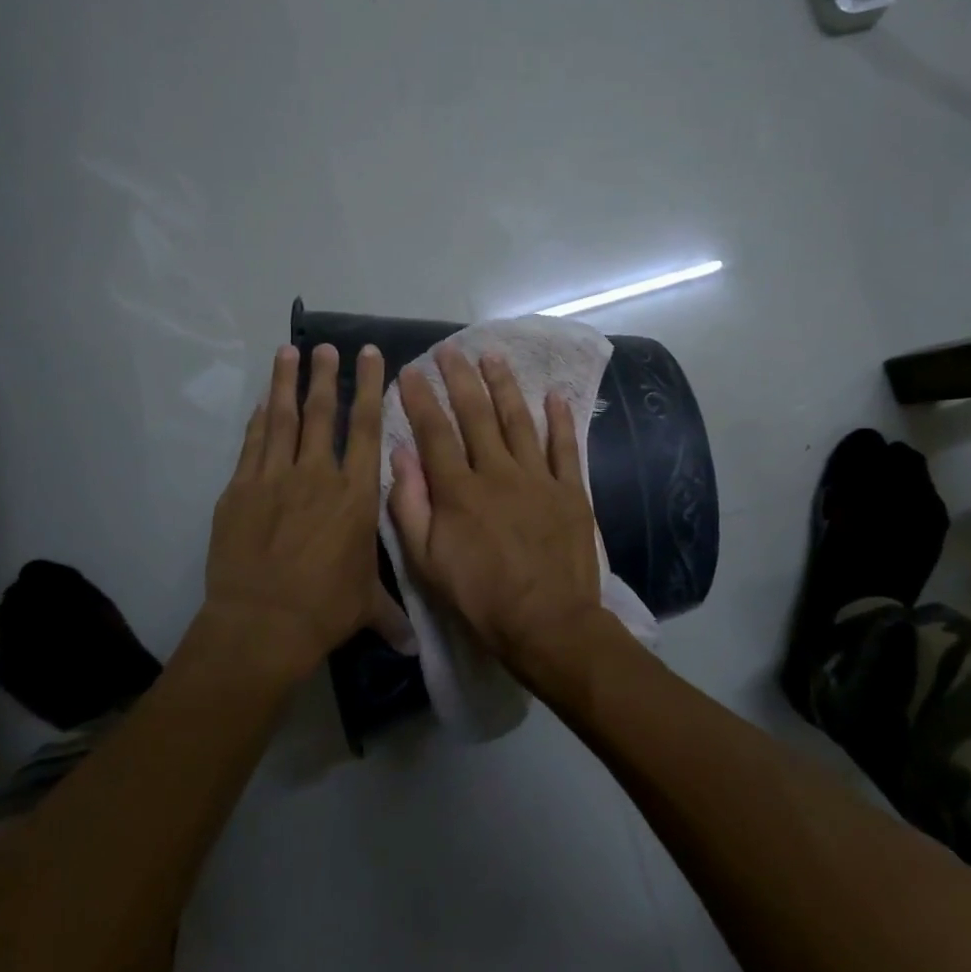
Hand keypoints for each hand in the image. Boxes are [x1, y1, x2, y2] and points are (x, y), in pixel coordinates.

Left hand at [203, 343, 408, 675]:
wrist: (262, 622)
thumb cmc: (325, 610)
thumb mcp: (366, 608)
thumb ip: (390, 616)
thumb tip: (413, 648)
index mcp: (356, 495)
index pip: (366, 428)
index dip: (368, 387)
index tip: (367, 354)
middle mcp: (317, 475)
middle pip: (321, 413)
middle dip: (325, 376)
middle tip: (326, 347)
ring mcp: (274, 478)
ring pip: (282, 418)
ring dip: (286, 383)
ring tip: (288, 352)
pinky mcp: (240, 490)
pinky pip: (252, 444)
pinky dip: (258, 420)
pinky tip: (262, 402)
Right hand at [389, 347, 601, 667]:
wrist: (548, 622)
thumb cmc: (480, 597)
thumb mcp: (427, 562)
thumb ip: (410, 508)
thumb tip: (400, 457)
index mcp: (458, 490)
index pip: (434, 433)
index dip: (421, 399)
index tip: (411, 370)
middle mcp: (497, 472)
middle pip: (476, 415)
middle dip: (460, 379)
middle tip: (451, 349)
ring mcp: (537, 478)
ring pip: (518, 420)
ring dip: (505, 386)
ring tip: (493, 356)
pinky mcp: (570, 490)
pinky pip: (564, 447)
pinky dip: (560, 419)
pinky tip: (554, 394)